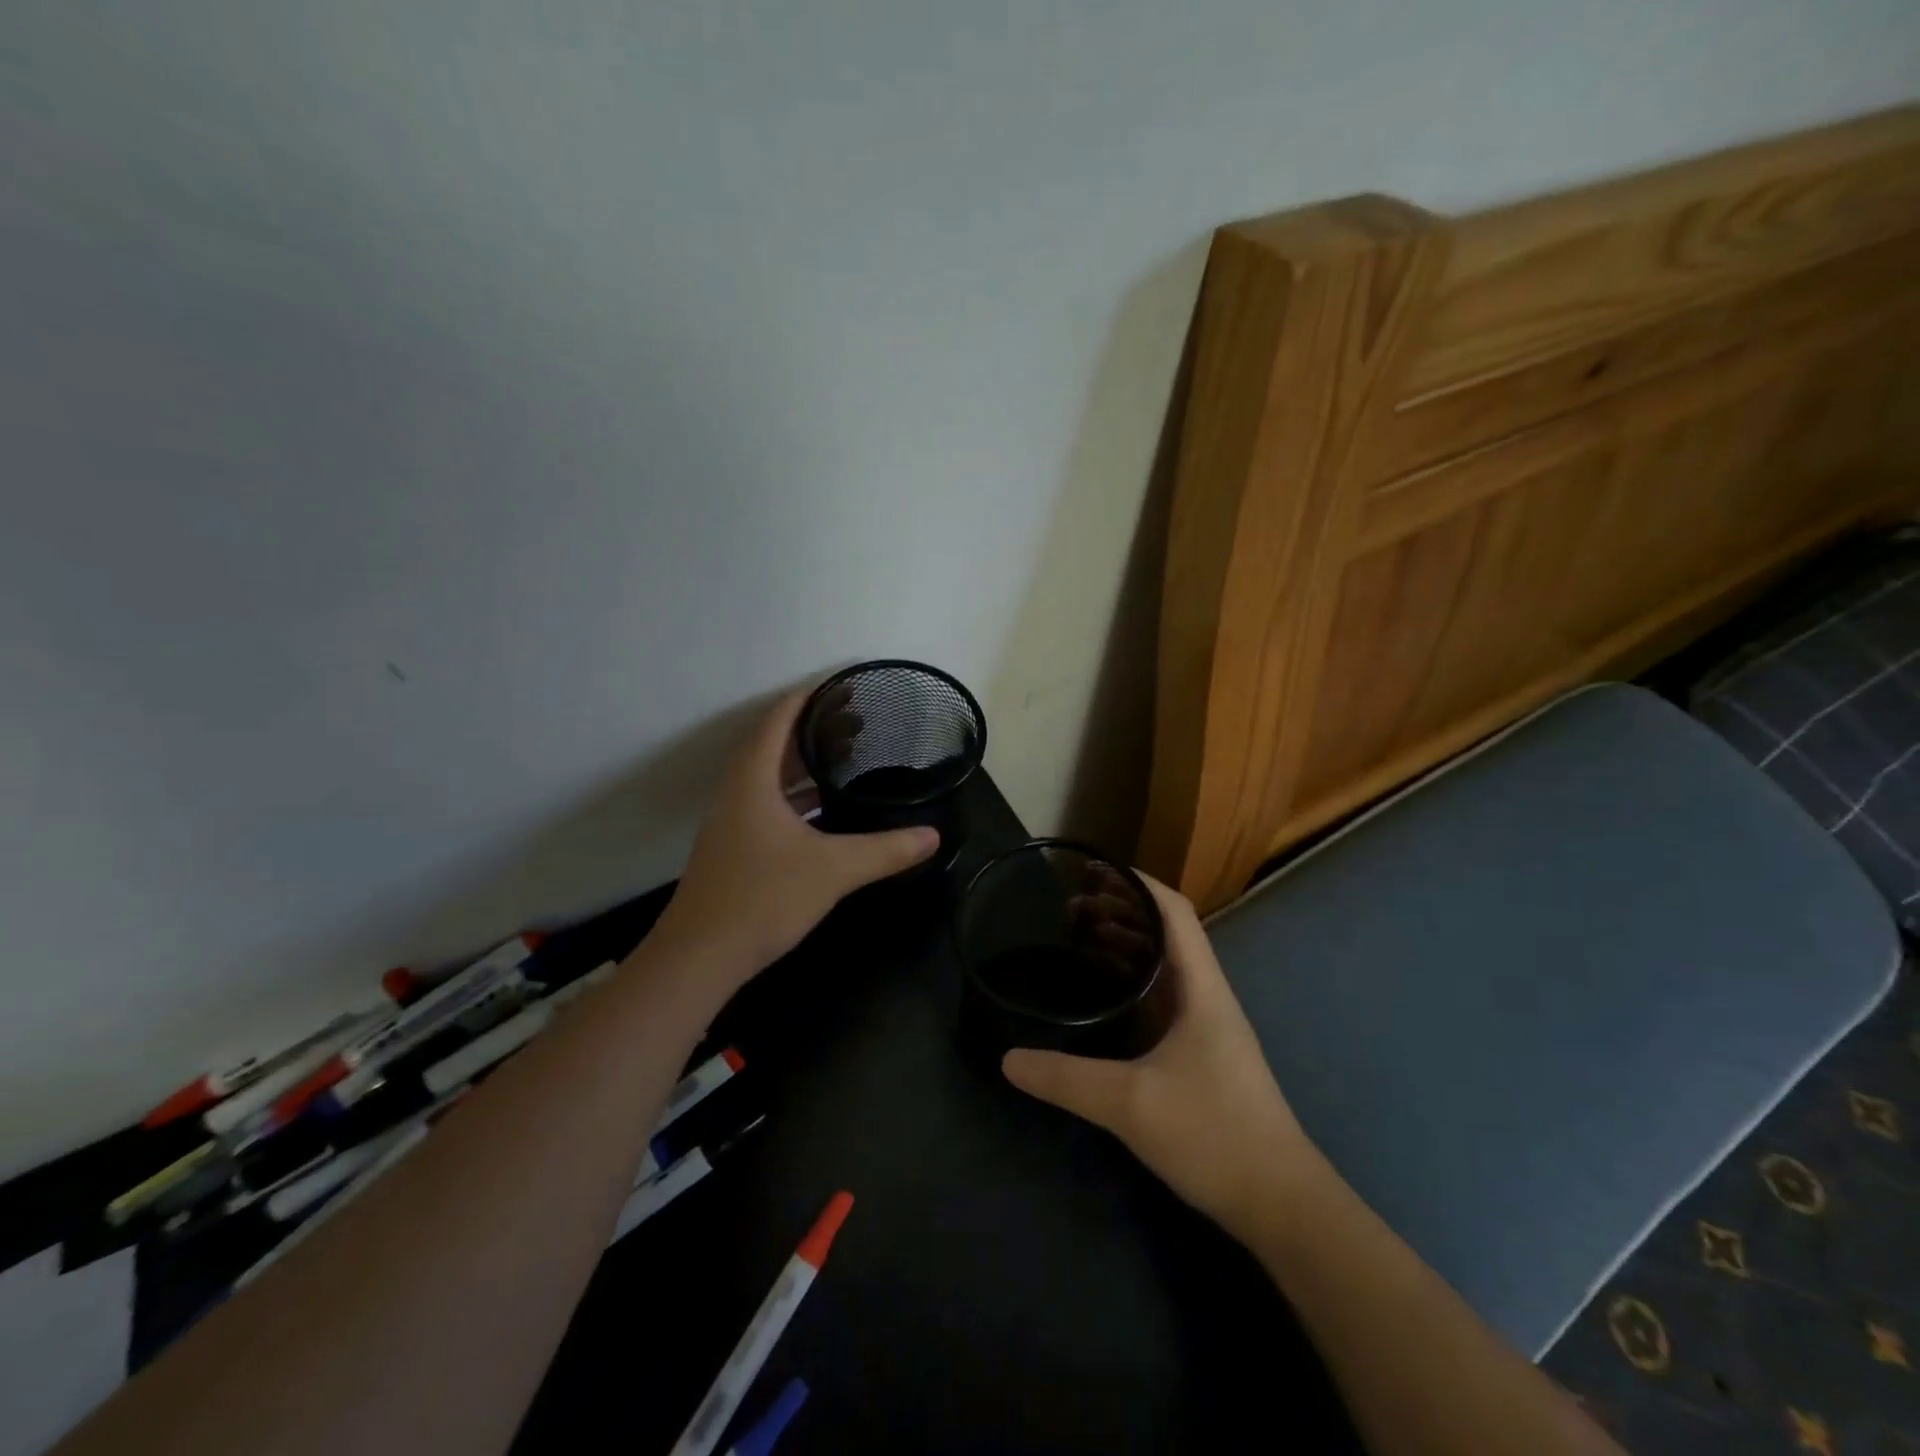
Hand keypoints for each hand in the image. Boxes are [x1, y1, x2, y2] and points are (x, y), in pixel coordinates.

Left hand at [653, 687, 939, 980]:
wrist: (699, 957)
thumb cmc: (763, 898)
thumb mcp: (833, 870)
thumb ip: (885, 850)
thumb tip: (933, 836)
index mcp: (752, 779)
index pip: (778, 719)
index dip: (808, 698)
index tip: (843, 687)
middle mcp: (737, 791)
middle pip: (773, 743)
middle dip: (812, 729)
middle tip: (856, 722)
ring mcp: (732, 820)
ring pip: (769, 776)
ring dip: (802, 762)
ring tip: (844, 757)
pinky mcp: (734, 846)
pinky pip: (767, 802)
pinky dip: (795, 794)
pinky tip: (822, 808)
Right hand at [1002, 873, 1315, 1243]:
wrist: (1281, 1204)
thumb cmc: (1214, 1134)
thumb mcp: (1130, 1103)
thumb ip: (1065, 1079)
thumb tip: (1008, 1059)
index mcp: (1201, 987)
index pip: (1174, 911)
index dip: (1136, 882)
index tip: (1092, 871)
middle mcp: (1205, 995)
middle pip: (1165, 931)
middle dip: (1119, 910)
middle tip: (1069, 906)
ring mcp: (1204, 1026)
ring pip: (1162, 965)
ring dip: (1124, 944)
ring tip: (1077, 937)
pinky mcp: (1198, 1053)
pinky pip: (1159, 997)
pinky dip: (1129, 981)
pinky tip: (1099, 995)